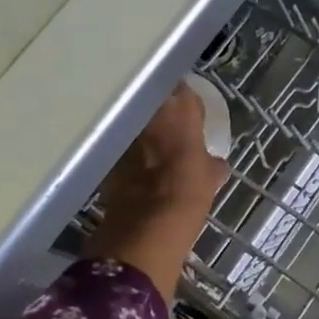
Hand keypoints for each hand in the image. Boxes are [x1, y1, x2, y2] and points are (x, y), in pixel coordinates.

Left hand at [86, 82, 228, 299]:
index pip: (185, 90)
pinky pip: (123, 146)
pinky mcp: (106, 154)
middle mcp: (148, 111)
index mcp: (180, 109)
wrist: (146, 228)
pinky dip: (130, 153)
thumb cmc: (189, 194)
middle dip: (163, 111)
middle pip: (156, 101)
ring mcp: (124, 132)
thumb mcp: (212, 177)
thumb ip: (212, 162)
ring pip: (136, 122)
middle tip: (174, 127)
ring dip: (145, 131)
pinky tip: (139, 168)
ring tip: (156, 147)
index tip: (192, 112)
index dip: (187, 101)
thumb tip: (212, 162)